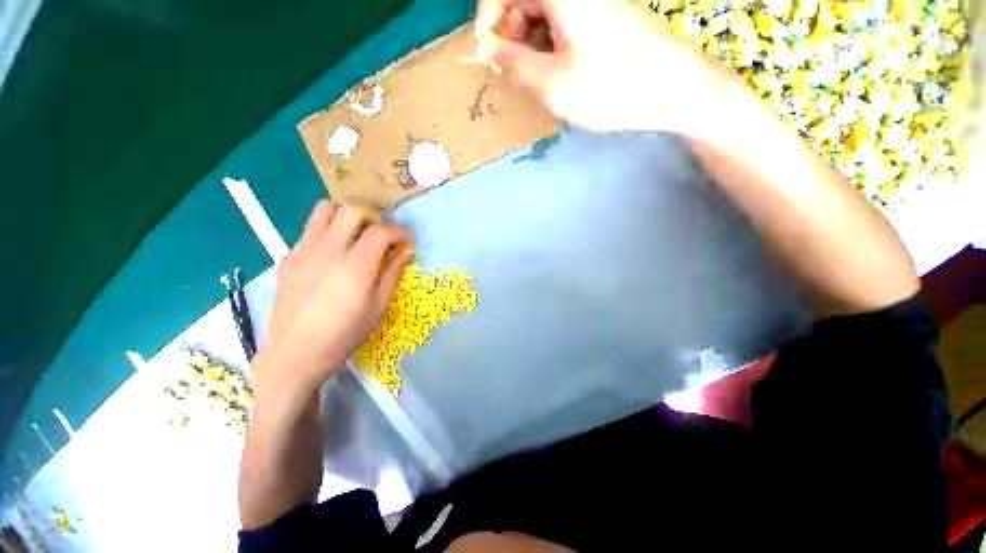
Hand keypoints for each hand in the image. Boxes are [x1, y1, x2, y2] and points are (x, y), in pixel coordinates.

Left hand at [252, 201, 413, 397]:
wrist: (294, 355)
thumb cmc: (344, 334)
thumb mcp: (378, 306)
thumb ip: (393, 273)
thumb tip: (407, 250)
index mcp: (355, 266)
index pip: (381, 231)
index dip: (400, 231)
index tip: (407, 240)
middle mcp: (327, 250)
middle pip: (353, 210)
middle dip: (375, 217)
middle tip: (383, 235)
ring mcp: (303, 250)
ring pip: (326, 209)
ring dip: (347, 216)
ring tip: (357, 235)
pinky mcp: (289, 257)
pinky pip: (310, 229)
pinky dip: (328, 230)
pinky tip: (334, 254)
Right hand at [478, 0, 747, 137]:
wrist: (673, 89)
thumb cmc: (610, 88)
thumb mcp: (552, 83)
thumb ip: (515, 63)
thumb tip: (492, 48)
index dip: (488, 16)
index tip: (487, 50)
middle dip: (512, 32)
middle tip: (516, 71)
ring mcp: (594, 1)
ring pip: (544, 11)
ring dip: (532, 42)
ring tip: (539, 77)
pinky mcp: (605, 14)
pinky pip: (564, 21)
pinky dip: (552, 43)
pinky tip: (559, 70)